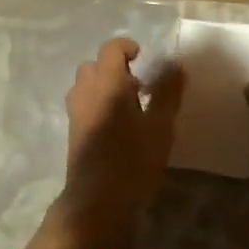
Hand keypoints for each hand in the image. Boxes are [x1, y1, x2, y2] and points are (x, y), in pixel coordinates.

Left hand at [46, 38, 184, 248]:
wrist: (96, 200)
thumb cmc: (132, 160)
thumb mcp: (160, 126)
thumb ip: (167, 93)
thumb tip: (175, 64)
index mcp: (107, 82)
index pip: (111, 48)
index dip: (128, 48)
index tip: (146, 60)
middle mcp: (86, 91)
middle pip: (94, 65)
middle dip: (115, 68)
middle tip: (140, 85)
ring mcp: (75, 111)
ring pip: (86, 84)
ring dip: (105, 85)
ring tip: (129, 105)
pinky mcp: (73, 130)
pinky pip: (84, 103)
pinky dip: (98, 102)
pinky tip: (118, 125)